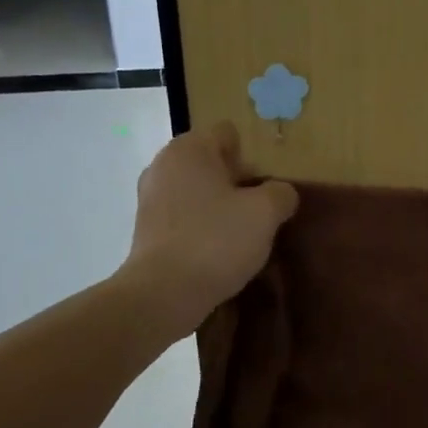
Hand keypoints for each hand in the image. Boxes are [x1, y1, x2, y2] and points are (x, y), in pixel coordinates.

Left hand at [121, 122, 298, 336]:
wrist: (164, 294)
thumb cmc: (216, 241)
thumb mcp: (265, 213)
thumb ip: (281, 193)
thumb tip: (280, 193)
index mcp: (189, 149)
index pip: (227, 134)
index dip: (251, 156)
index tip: (264, 186)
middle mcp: (163, 165)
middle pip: (212, 163)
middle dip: (237, 182)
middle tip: (259, 210)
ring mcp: (150, 198)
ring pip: (197, 191)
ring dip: (219, 206)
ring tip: (241, 234)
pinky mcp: (146, 229)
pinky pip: (184, 216)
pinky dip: (201, 226)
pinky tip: (218, 251)